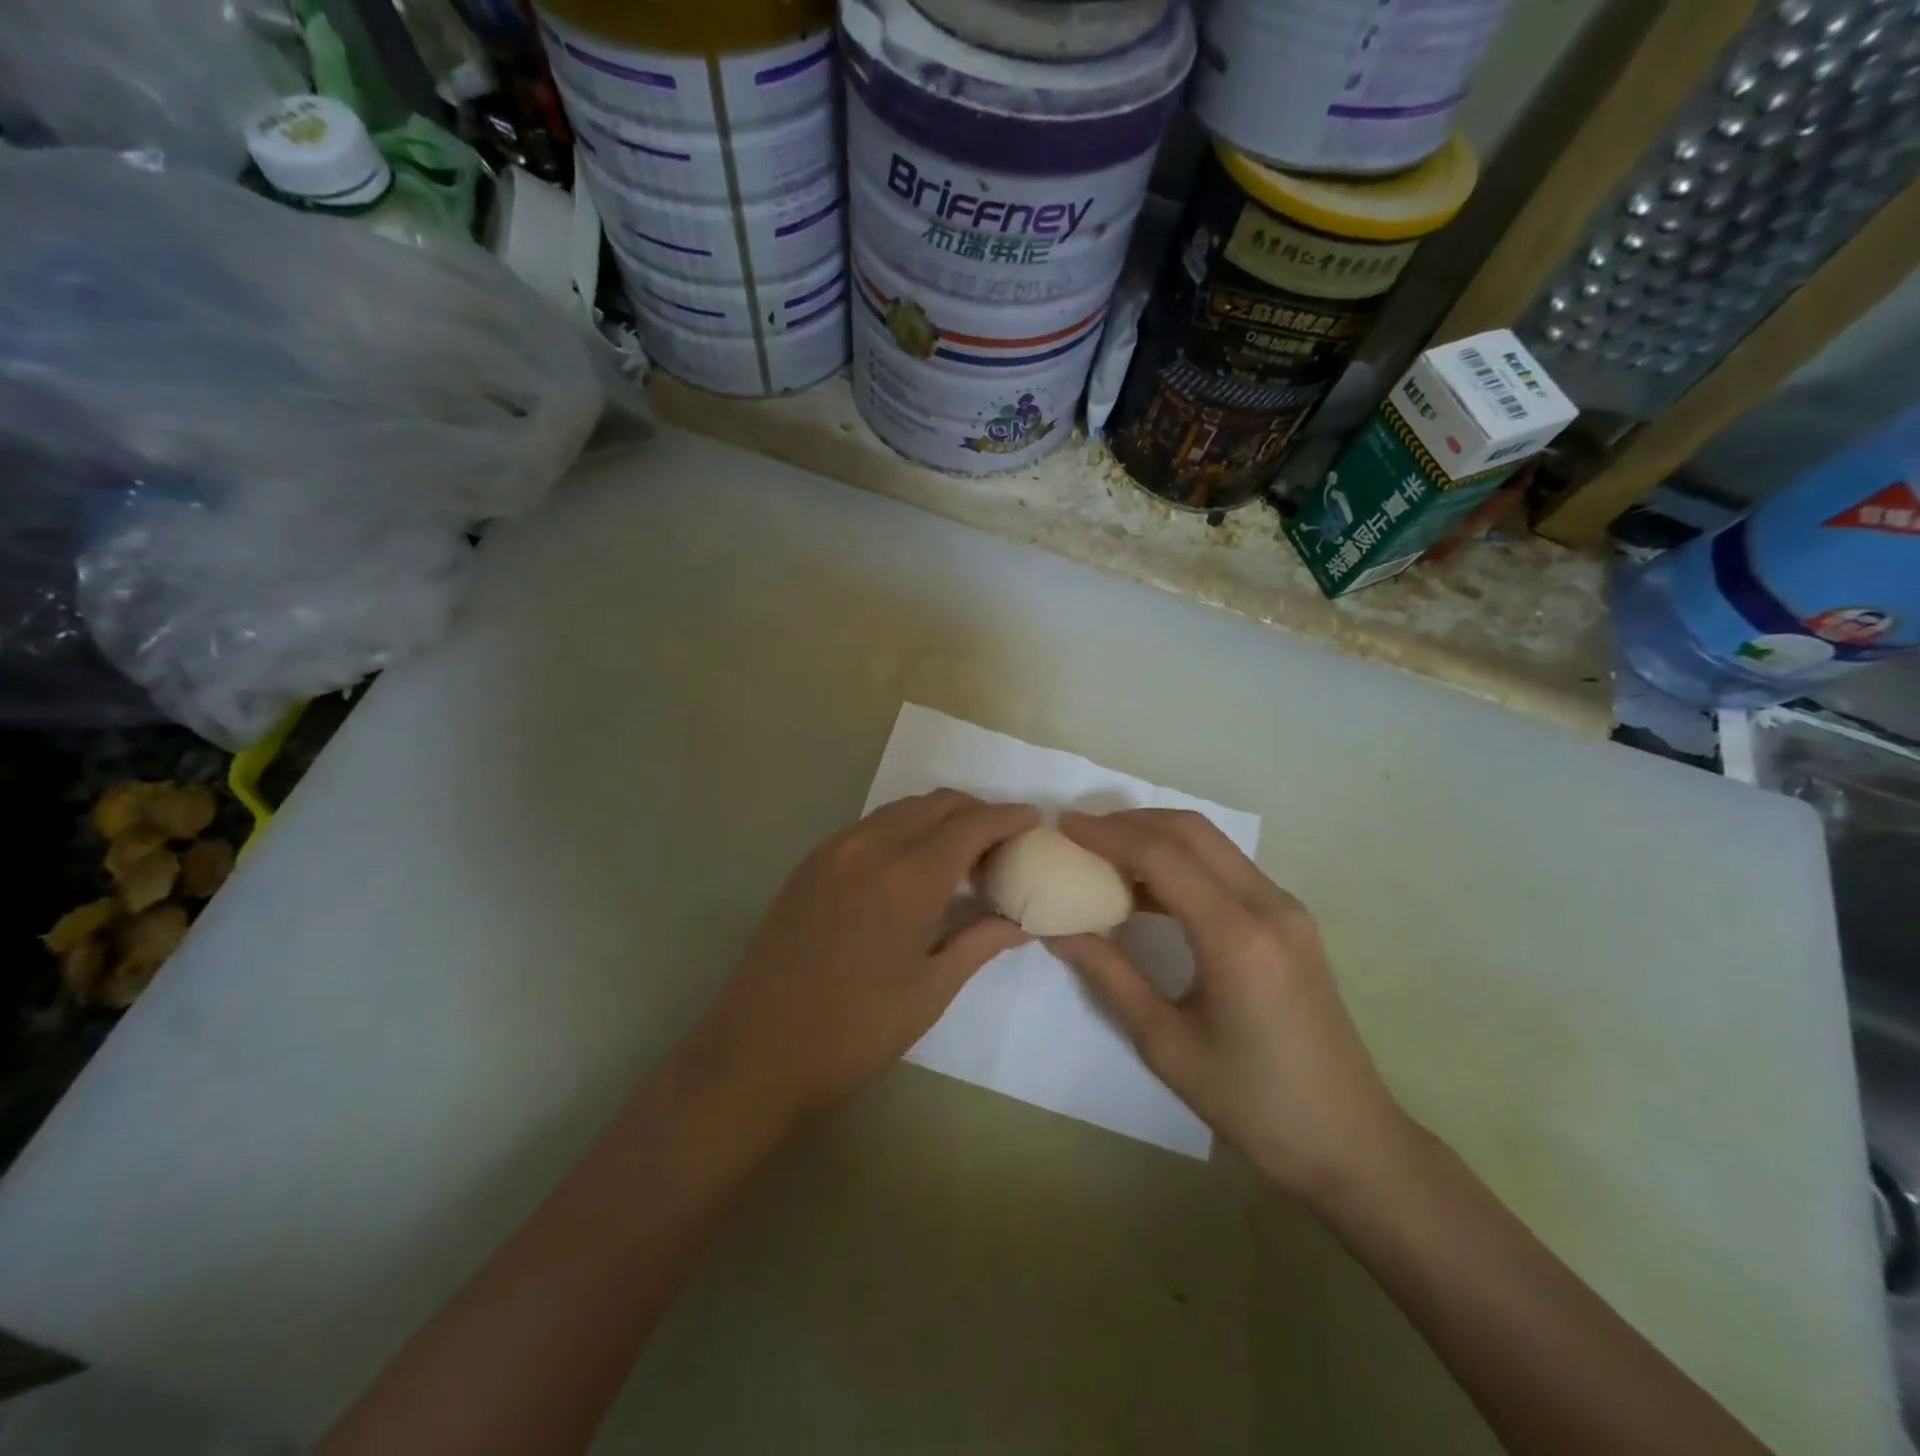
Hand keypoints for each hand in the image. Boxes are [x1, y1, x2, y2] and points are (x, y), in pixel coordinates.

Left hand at [684, 791, 1039, 1123]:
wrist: (757, 1051)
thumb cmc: (855, 1031)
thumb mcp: (930, 990)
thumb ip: (980, 941)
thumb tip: (1022, 921)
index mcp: (908, 877)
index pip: (971, 824)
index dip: (1008, 817)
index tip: (1034, 819)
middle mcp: (871, 846)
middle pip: (937, 804)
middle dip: (977, 812)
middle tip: (1002, 843)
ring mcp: (834, 850)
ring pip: (902, 809)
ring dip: (939, 817)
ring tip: (961, 854)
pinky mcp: (811, 862)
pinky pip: (871, 825)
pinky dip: (904, 828)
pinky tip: (912, 864)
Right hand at [1048, 810, 1410, 1206]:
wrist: (1349, 1141)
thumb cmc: (1252, 1103)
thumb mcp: (1165, 1043)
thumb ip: (1110, 975)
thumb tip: (1059, 931)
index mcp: (1237, 938)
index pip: (1162, 858)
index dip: (1108, 836)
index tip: (1063, 825)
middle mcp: (1269, 906)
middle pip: (1192, 832)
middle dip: (1131, 823)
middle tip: (1081, 833)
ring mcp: (1287, 909)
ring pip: (1213, 844)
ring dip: (1158, 838)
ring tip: (1105, 855)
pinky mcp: (1291, 921)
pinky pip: (1228, 869)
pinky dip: (1184, 862)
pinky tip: (1149, 890)